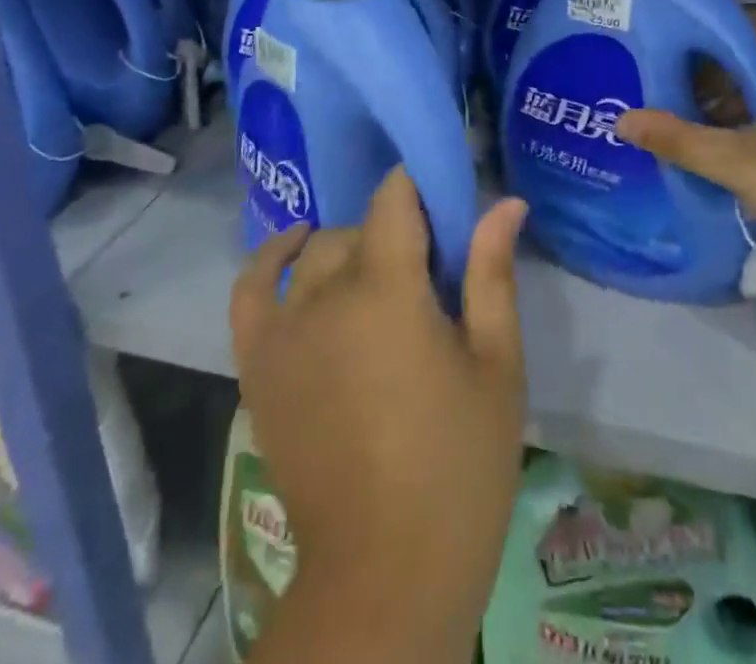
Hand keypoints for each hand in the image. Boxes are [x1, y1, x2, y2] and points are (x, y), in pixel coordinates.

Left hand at [230, 169, 528, 657]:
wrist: (387, 571)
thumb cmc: (459, 463)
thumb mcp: (497, 364)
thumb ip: (493, 273)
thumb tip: (506, 201)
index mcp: (388, 289)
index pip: (394, 198)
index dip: (418, 186)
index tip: (444, 200)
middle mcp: (326, 295)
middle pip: (358, 229)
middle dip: (396, 233)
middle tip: (429, 274)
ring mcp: (283, 330)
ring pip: (315, 255)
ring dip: (349, 252)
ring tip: (380, 281)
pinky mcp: (258, 365)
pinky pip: (250, 289)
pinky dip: (269, 259)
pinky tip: (296, 249)